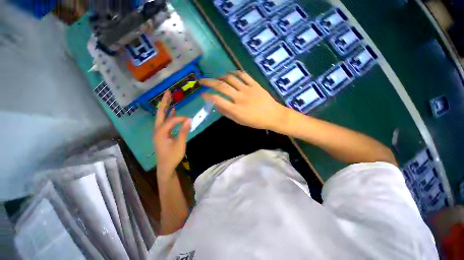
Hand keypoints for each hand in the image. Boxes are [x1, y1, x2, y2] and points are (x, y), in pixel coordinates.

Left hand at [153, 91, 190, 178]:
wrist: (165, 167)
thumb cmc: (172, 157)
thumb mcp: (180, 145)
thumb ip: (183, 132)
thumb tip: (189, 120)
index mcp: (160, 133)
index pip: (171, 121)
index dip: (180, 119)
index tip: (189, 120)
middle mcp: (157, 130)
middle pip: (160, 114)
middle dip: (164, 103)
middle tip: (168, 93)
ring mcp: (159, 132)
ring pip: (162, 117)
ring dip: (166, 108)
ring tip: (169, 98)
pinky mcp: (162, 134)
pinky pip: (165, 122)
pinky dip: (169, 116)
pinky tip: (172, 111)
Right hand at [200, 71, 286, 129]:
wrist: (273, 115)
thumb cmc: (256, 121)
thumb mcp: (240, 121)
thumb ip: (227, 113)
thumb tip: (217, 105)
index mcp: (235, 109)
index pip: (217, 100)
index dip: (207, 96)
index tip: (202, 94)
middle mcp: (239, 97)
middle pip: (221, 86)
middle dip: (209, 82)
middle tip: (202, 80)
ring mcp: (247, 89)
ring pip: (231, 78)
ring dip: (221, 76)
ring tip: (217, 78)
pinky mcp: (255, 84)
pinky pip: (243, 75)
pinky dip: (235, 72)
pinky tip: (230, 73)